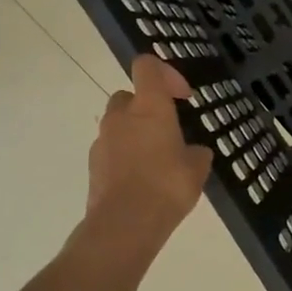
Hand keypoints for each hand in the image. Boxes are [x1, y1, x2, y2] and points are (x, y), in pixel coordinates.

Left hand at [86, 55, 213, 242]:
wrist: (125, 224)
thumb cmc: (167, 186)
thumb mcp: (198, 167)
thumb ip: (196, 152)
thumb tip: (193, 152)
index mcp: (149, 107)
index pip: (147, 66)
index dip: (166, 73)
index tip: (183, 97)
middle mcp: (121, 116)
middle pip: (129, 95)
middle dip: (147, 107)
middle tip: (168, 130)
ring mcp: (103, 140)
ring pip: (118, 124)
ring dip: (135, 133)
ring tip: (157, 160)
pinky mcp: (93, 165)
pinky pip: (112, 150)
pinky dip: (125, 156)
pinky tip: (143, 180)